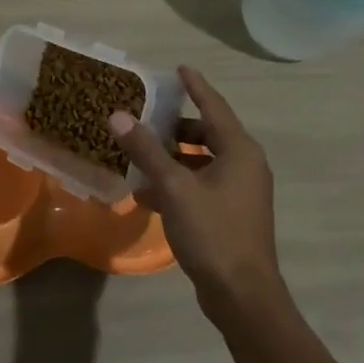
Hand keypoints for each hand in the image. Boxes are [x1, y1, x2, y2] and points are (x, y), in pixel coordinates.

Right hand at [108, 65, 282, 318]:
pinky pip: (202, 185)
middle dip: (177, 126)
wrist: (242, 294)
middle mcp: (245, 165)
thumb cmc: (212, 232)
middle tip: (147, 116)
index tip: (179, 68)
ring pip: (203, 162)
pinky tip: (147, 193)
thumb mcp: (174, 187)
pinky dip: (178, 182)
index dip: (196, 86)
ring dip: (173, 157)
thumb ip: (146, 150)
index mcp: (239, 151)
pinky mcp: (232, 214)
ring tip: (140, 154)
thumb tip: (118, 115)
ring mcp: (241, 192)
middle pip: (208, 134)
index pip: (214, 107)